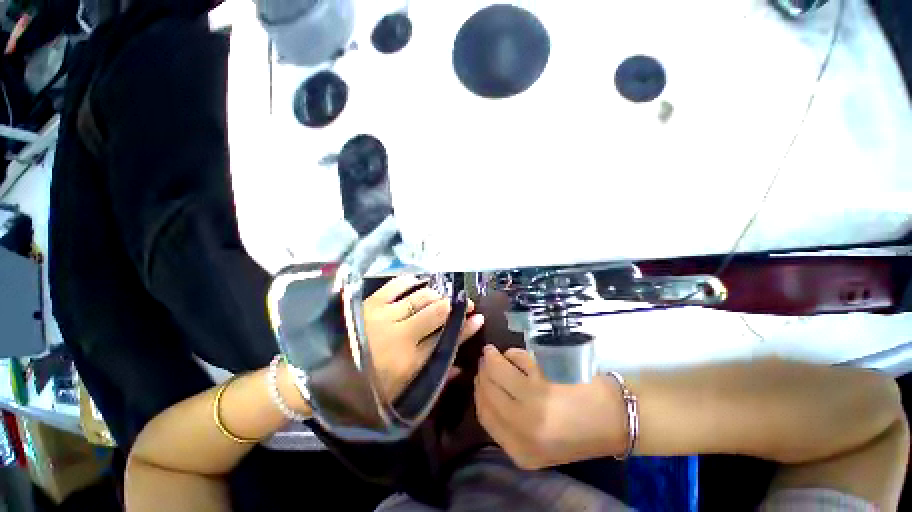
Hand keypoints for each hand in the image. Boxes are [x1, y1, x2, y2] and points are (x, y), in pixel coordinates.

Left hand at [364, 276, 484, 400]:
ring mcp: (384, 315)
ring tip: (441, 298)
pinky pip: (396, 285)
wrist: (323, 376)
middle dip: (454, 307)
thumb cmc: (366, 390)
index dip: (466, 328)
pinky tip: (419, 282)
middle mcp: (401, 334)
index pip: (447, 339)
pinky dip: (411, 281)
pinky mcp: (371, 303)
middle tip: (463, 304)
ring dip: (436, 296)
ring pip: (420, 297)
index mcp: (410, 361)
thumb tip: (460, 367)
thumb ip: (435, 379)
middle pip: (437, 313)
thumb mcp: (403, 393)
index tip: (479, 318)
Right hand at [475, 346, 625, 469]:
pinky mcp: (545, 384)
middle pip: (487, 391)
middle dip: (483, 371)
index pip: (484, 413)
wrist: (617, 420)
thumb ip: (510, 420)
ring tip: (495, 353)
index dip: (479, 390)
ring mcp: (533, 408)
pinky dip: (513, 355)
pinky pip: (517, 361)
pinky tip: (516, 356)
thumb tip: (486, 385)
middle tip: (486, 359)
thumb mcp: (539, 441)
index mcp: (520, 451)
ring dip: (493, 358)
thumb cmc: (579, 431)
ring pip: (497, 373)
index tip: (479, 375)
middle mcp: (522, 431)